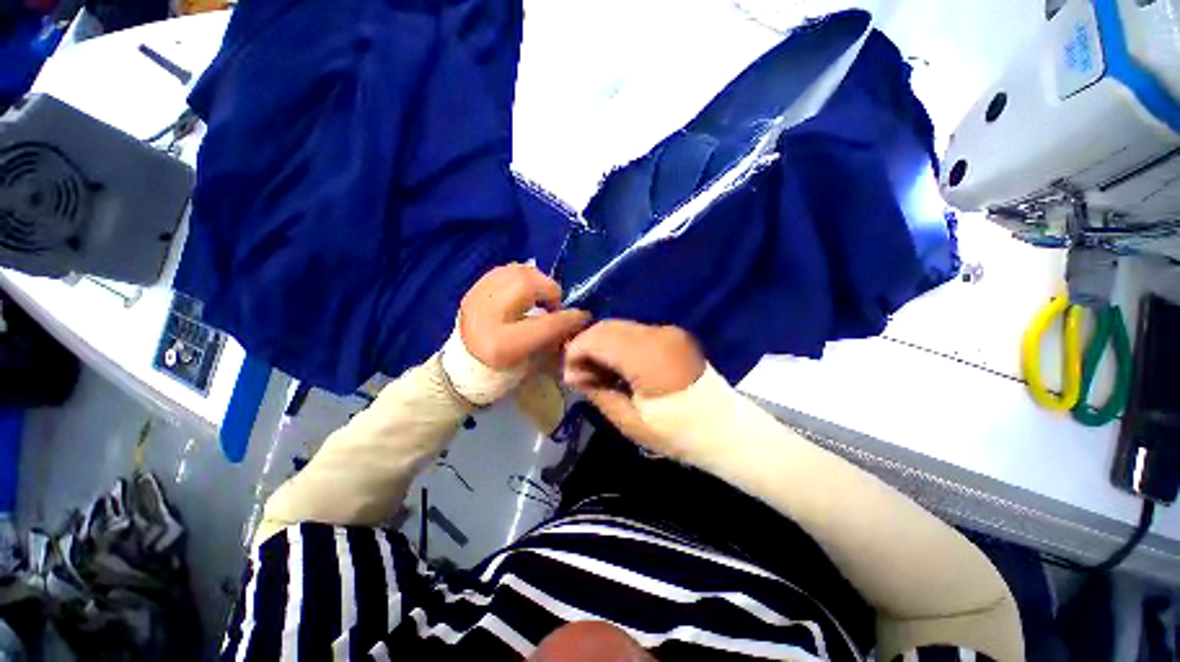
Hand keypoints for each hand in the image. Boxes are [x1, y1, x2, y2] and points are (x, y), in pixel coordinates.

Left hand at [459, 263, 589, 370]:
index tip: (583, 315)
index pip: (545, 324)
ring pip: (515, 272)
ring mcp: (476, 299)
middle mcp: (486, 317)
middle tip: (555, 304)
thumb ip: (554, 339)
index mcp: (502, 345)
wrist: (462, 367)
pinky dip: (522, 275)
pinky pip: (504, 270)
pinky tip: (527, 288)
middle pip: (526, 285)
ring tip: (542, 295)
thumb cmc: (501, 371)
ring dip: (537, 280)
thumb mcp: (531, 364)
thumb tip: (576, 319)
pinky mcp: (473, 290)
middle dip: (550, 290)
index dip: (569, 318)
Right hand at [562, 320, 704, 449]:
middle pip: (607, 327)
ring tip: (596, 372)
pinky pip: (634, 332)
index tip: (568, 375)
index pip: (598, 339)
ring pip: (619, 327)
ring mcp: (668, 331)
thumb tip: (573, 375)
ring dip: (601, 344)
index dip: (576, 352)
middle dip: (585, 346)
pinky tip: (616, 365)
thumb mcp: (630, 422)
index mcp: (649, 358)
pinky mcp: (672, 334)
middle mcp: (658, 335)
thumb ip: (598, 392)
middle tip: (579, 375)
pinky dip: (618, 344)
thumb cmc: (677, 433)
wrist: (725, 428)